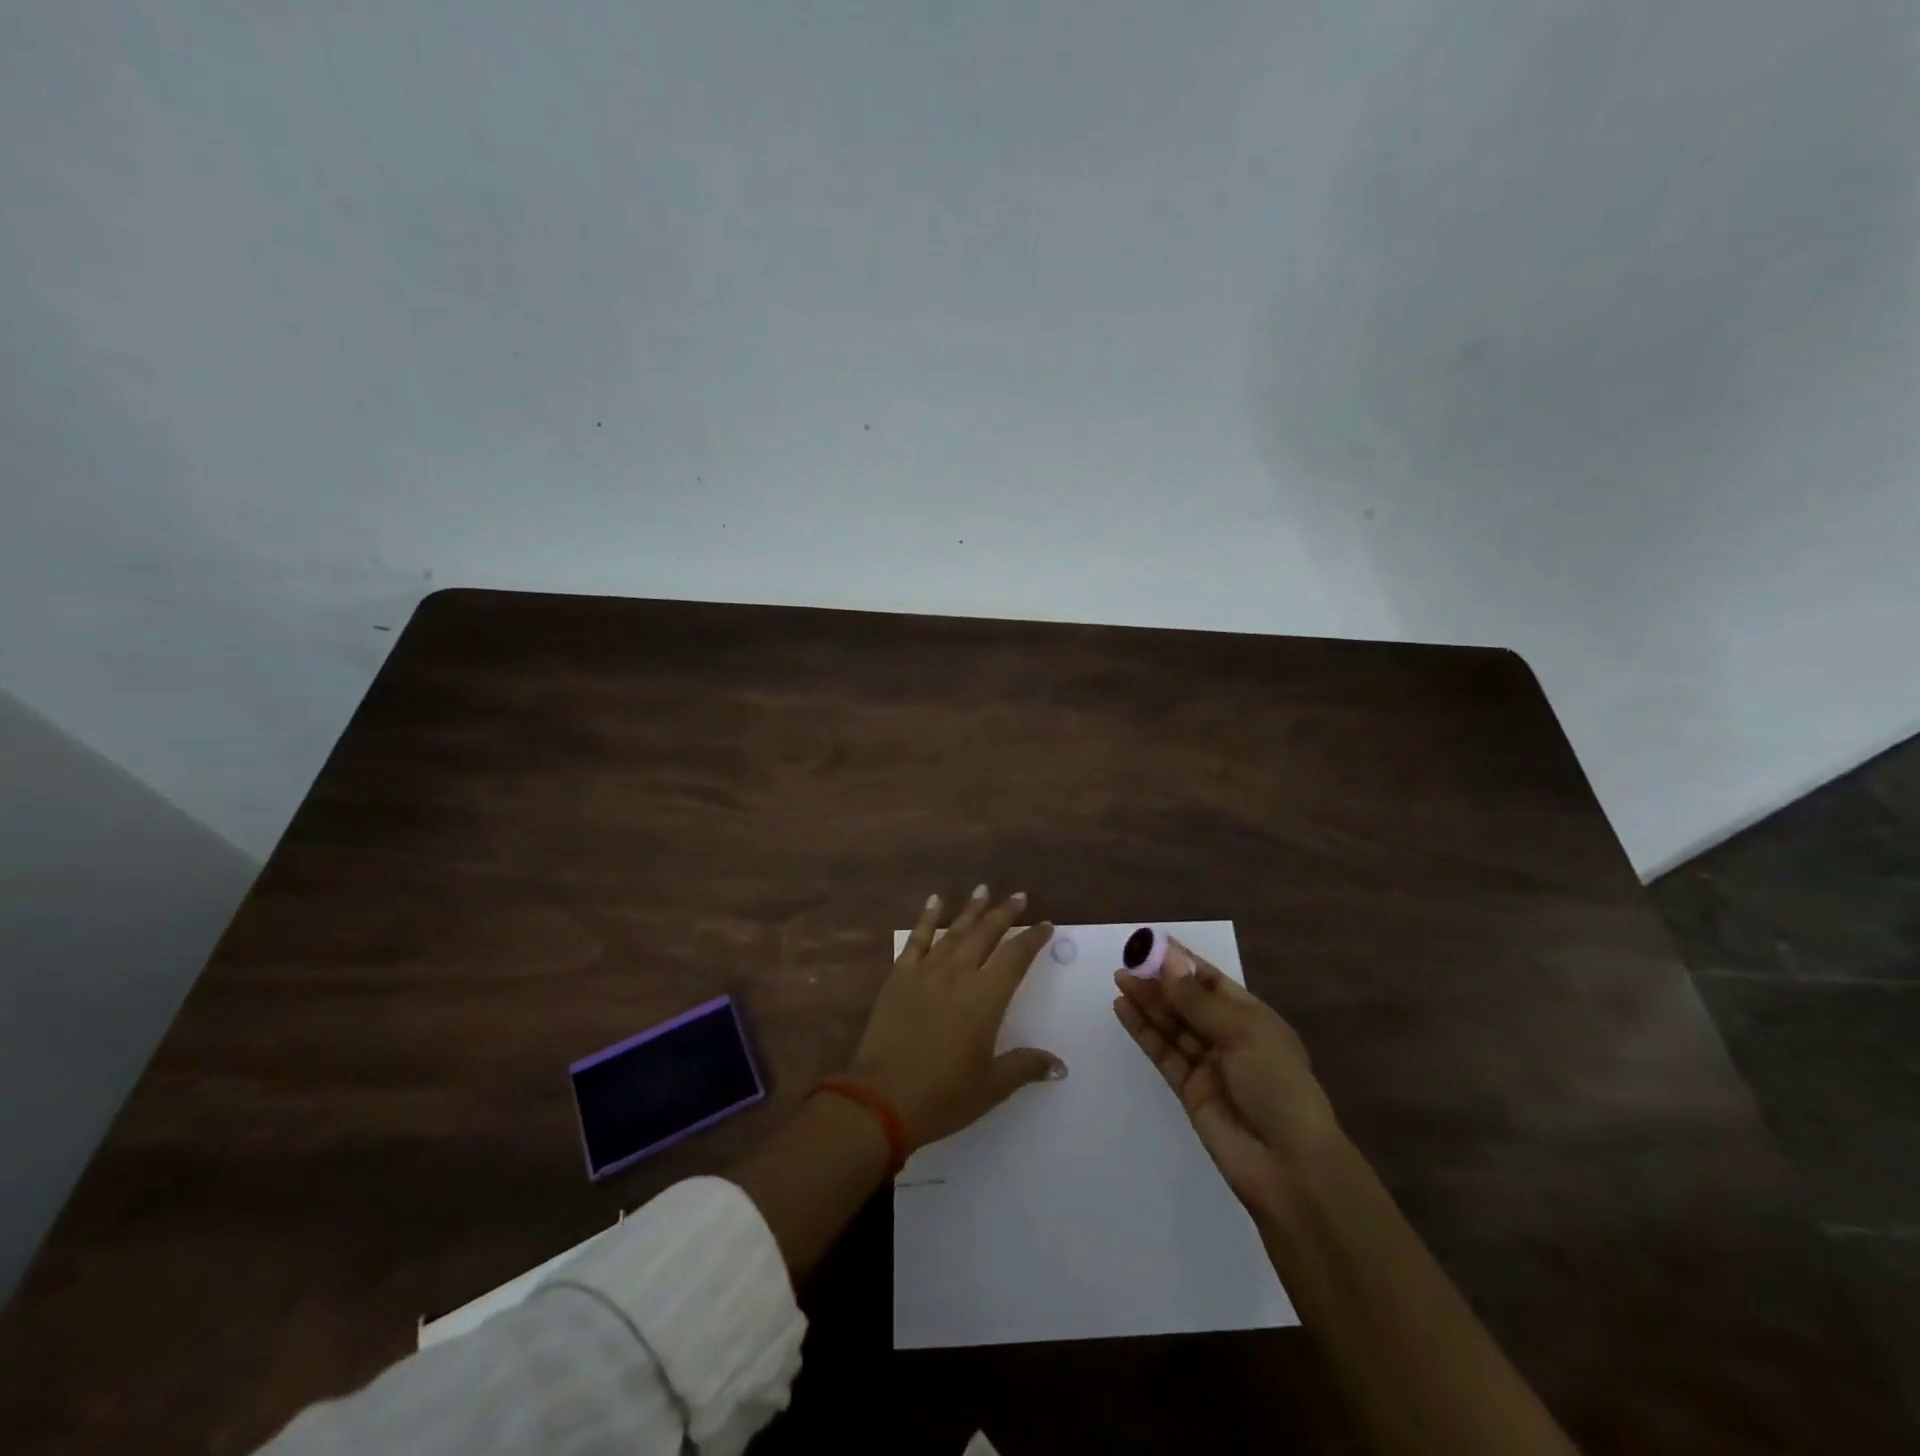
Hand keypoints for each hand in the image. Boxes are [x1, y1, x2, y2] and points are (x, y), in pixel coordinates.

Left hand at [850, 886, 1064, 1149]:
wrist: (882, 1099)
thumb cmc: (943, 1096)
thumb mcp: (991, 1087)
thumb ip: (1025, 1067)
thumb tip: (1060, 1067)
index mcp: (986, 999)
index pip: (1016, 958)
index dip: (1033, 939)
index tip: (1045, 925)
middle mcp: (958, 975)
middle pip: (986, 934)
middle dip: (1005, 913)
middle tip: (1019, 896)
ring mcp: (926, 972)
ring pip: (953, 931)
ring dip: (971, 909)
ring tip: (984, 889)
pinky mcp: (899, 976)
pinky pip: (916, 940)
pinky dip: (926, 918)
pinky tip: (934, 901)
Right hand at [1113, 939, 1340, 1220]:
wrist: (1288, 1166)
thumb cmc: (1276, 1086)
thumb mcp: (1242, 1033)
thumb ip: (1197, 1000)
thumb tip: (1169, 960)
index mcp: (1253, 1018)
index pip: (1212, 981)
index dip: (1182, 962)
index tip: (1151, 944)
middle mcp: (1230, 1037)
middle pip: (1188, 1002)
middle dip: (1159, 982)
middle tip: (1126, 962)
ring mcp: (1209, 1065)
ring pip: (1172, 1025)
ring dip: (1147, 1003)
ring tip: (1119, 981)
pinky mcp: (1189, 1090)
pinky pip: (1163, 1052)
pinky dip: (1143, 1031)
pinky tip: (1123, 1010)